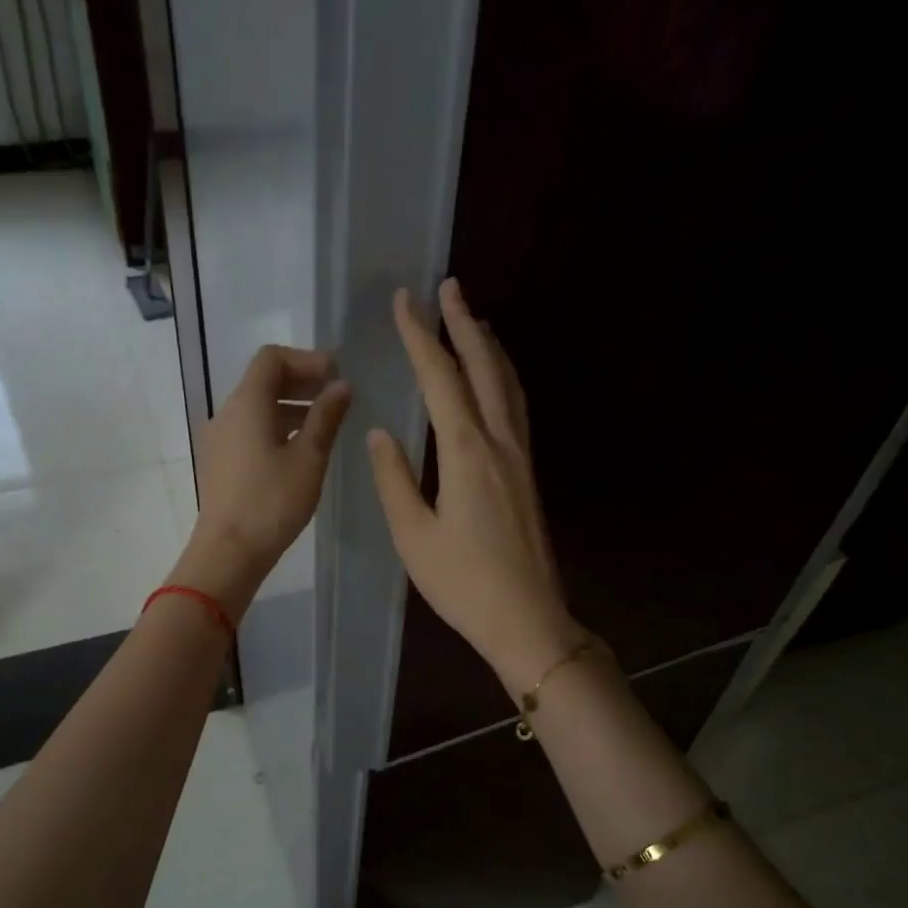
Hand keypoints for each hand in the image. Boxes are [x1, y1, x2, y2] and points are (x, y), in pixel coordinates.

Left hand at [170, 345, 351, 618]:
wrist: (228, 553)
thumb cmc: (271, 503)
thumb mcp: (308, 458)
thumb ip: (326, 417)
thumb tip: (341, 386)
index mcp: (246, 403)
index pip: (272, 358)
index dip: (307, 360)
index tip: (336, 376)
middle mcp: (227, 413)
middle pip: (263, 380)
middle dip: (301, 381)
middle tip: (336, 396)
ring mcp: (220, 439)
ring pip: (257, 407)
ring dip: (291, 406)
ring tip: (324, 424)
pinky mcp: (221, 462)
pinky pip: (250, 430)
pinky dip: (277, 427)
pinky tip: (300, 450)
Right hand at [367, 281, 587, 690]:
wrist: (527, 620)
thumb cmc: (464, 584)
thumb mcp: (414, 536)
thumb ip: (394, 480)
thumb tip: (380, 433)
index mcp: (468, 453)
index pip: (441, 380)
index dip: (421, 337)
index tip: (406, 301)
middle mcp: (500, 443)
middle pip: (484, 368)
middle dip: (464, 324)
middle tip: (449, 287)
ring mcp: (521, 457)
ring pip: (507, 385)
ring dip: (488, 346)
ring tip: (473, 319)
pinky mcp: (527, 473)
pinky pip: (516, 407)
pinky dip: (502, 377)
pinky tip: (494, 379)